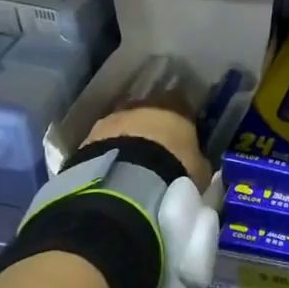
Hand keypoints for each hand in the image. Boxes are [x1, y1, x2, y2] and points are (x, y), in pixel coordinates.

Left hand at [84, 106, 211, 191]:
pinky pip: (105, 142)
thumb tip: (198, 163)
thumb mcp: (199, 171)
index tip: (184, 141)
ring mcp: (113, 117)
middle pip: (150, 112)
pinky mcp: (89, 136)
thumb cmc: (173, 171)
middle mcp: (142, 104)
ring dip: (129, 140)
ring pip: (124, 125)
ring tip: (132, 166)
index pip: (183, 107)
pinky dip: (110, 152)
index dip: (183, 124)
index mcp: (176, 106)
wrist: (126, 183)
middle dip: (152, 129)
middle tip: (157, 154)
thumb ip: (198, 162)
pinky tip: (114, 171)